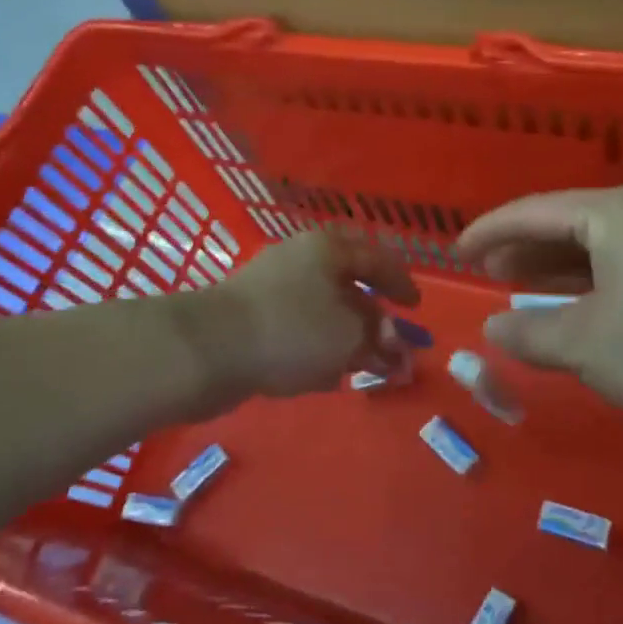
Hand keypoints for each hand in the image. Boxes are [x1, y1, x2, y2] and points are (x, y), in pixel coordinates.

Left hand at [207, 230, 419, 399]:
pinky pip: (295, 328)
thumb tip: (398, 350)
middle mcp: (300, 259)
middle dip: (373, 319)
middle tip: (389, 345)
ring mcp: (270, 287)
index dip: (400, 283)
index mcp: (328, 249)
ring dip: (345, 337)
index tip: (415, 307)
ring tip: (360, 367)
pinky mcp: (249, 317)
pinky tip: (322, 374)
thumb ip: (380, 342)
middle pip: (348, 285)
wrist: (206, 349)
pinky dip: (315, 347)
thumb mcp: (350, 337)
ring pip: (321, 310)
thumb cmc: (292, 331)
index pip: (376, 258)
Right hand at [457, 187, 622, 429]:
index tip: (456, 252)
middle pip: (564, 223)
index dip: (490, 232)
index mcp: (612, 213)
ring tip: (515, 285)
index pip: (533, 212)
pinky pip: (619, 266)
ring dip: (552, 267)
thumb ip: (530, 334)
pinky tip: (571, 304)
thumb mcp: (587, 345)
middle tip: (484, 271)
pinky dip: (586, 283)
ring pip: (594, 247)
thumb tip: (492, 328)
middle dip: (521, 248)